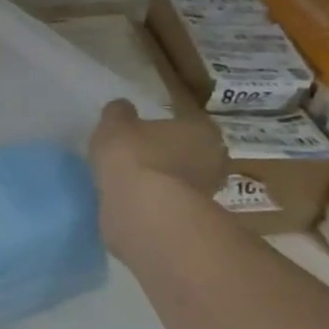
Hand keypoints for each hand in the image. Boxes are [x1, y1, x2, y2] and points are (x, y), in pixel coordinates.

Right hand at [89, 99, 227, 255]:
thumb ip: (119, 113)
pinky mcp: (191, 220)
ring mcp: (207, 193)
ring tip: (131, 180)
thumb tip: (122, 108)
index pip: (185, 122)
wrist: (142, 209)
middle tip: (138, 155)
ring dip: (162, 180)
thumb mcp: (115, 124)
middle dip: (168, 154)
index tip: (142, 131)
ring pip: (180, 180)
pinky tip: (133, 200)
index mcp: (203, 130)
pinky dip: (155, 201)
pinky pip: (169, 203)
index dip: (163, 126)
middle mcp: (214, 160)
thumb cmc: (133, 155)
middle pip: (188, 152)